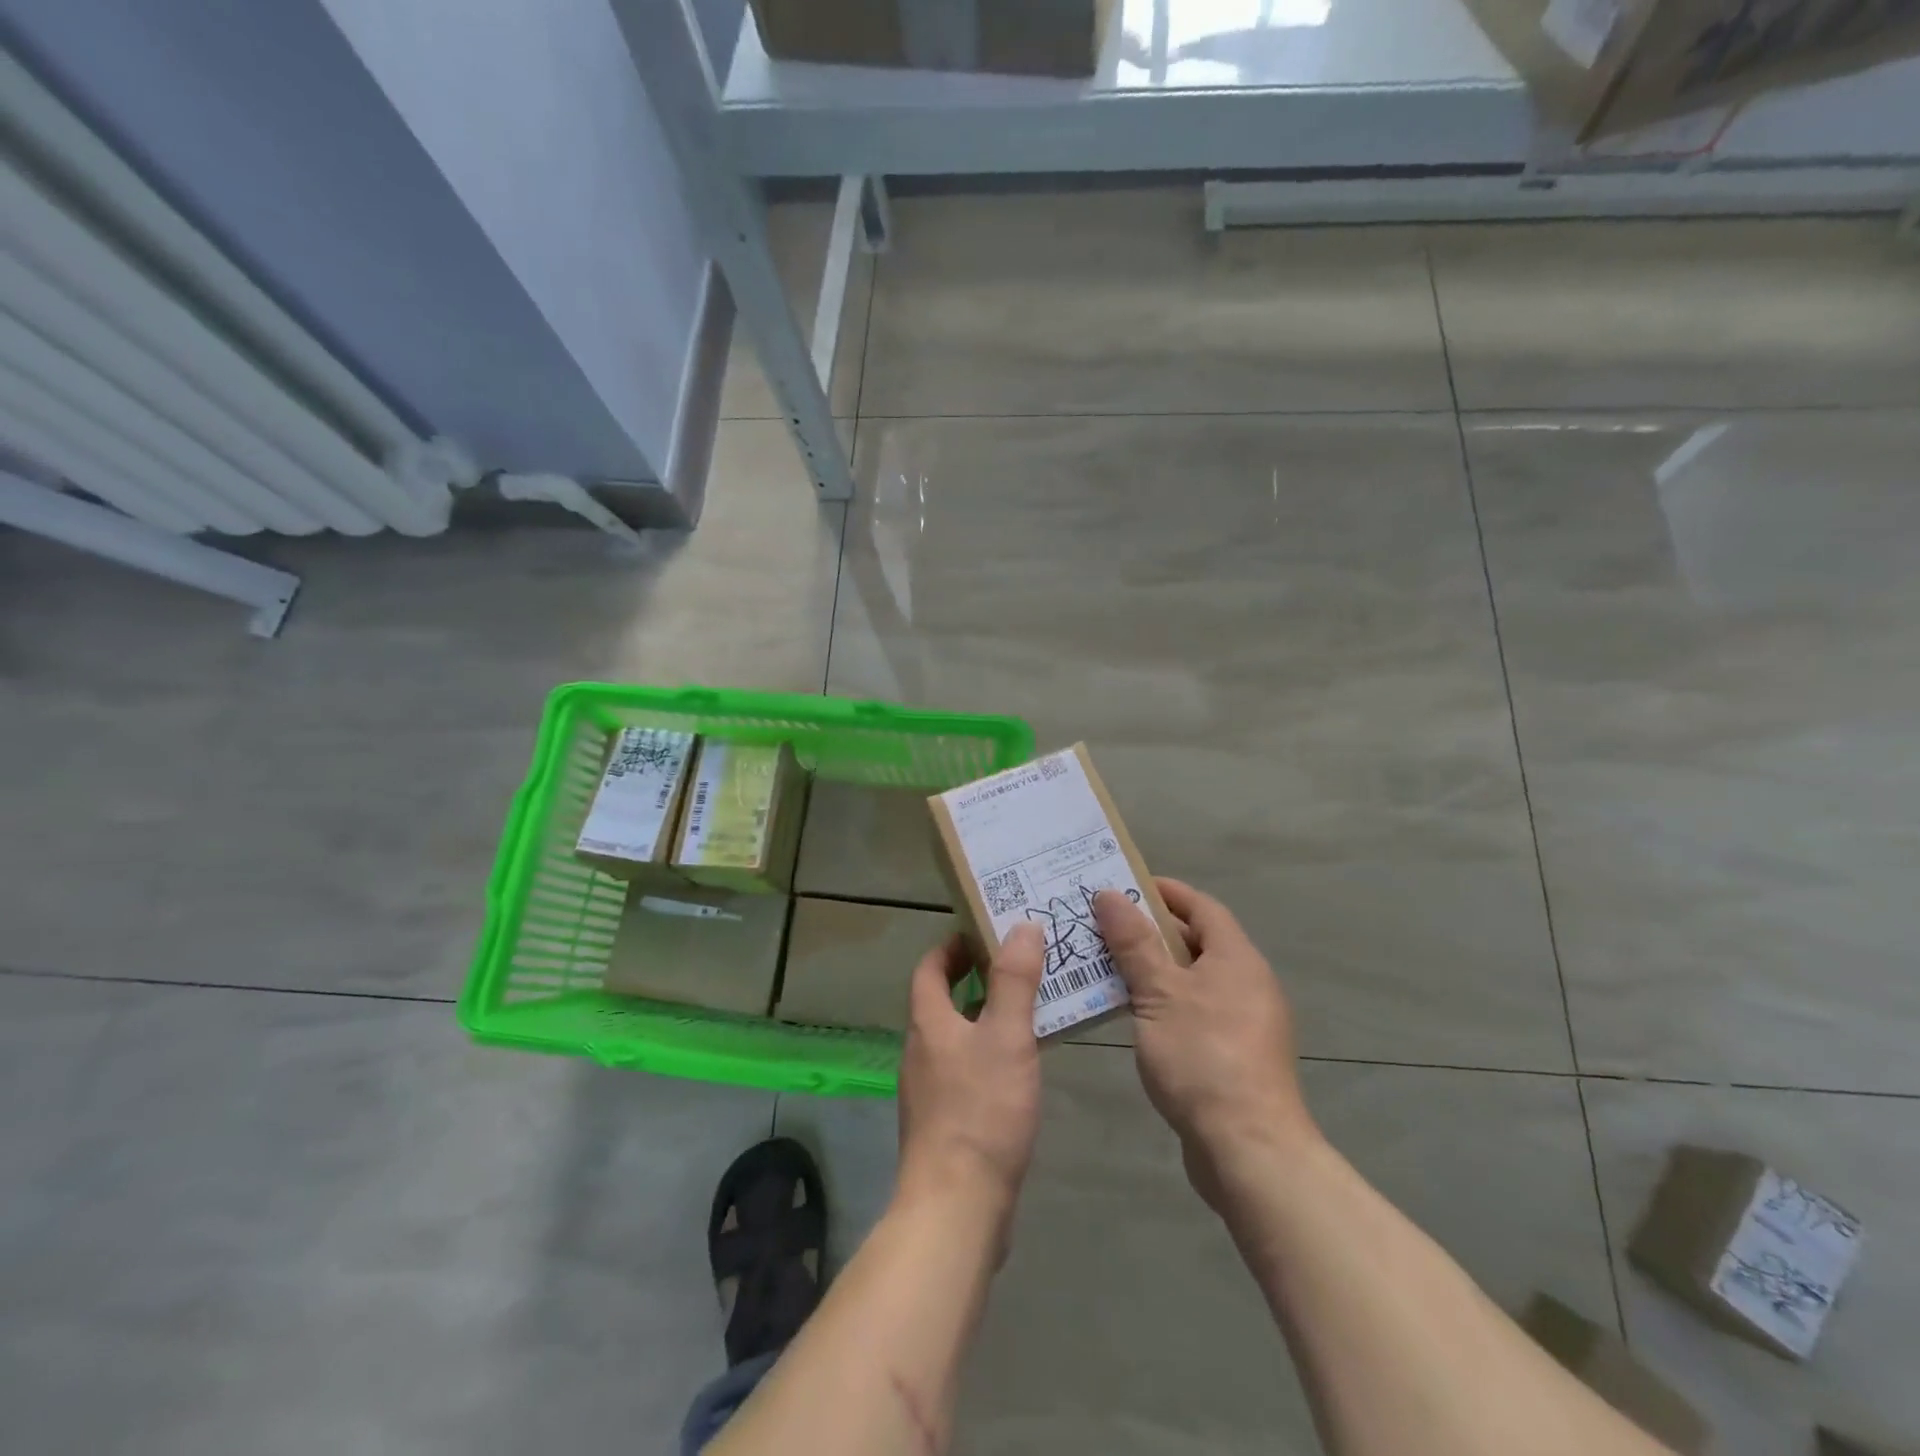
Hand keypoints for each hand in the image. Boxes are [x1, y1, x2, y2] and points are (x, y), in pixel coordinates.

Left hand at [896, 926, 1045, 1237]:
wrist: (956, 1207)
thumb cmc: (981, 1110)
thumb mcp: (1006, 1036)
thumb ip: (1014, 980)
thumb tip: (1021, 926)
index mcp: (928, 1022)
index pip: (930, 968)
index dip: (952, 946)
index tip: (984, 932)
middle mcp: (921, 1051)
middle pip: (942, 1001)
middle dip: (976, 979)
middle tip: (1020, 966)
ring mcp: (930, 1090)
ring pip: (956, 1038)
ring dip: (985, 1018)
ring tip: (1030, 1010)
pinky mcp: (945, 1123)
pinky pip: (965, 1071)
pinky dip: (989, 1055)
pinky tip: (1021, 1069)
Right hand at [1094, 881, 1317, 1207]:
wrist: (1249, 1149)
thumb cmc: (1203, 1057)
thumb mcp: (1159, 993)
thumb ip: (1134, 942)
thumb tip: (1110, 894)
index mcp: (1236, 958)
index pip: (1201, 906)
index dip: (1164, 892)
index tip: (1123, 885)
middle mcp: (1247, 982)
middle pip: (1196, 941)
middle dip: (1150, 931)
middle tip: (1102, 925)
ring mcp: (1244, 1022)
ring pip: (1192, 979)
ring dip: (1152, 969)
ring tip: (1105, 965)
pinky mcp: (1234, 1055)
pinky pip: (1194, 1011)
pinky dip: (1163, 1002)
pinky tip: (1131, 1014)